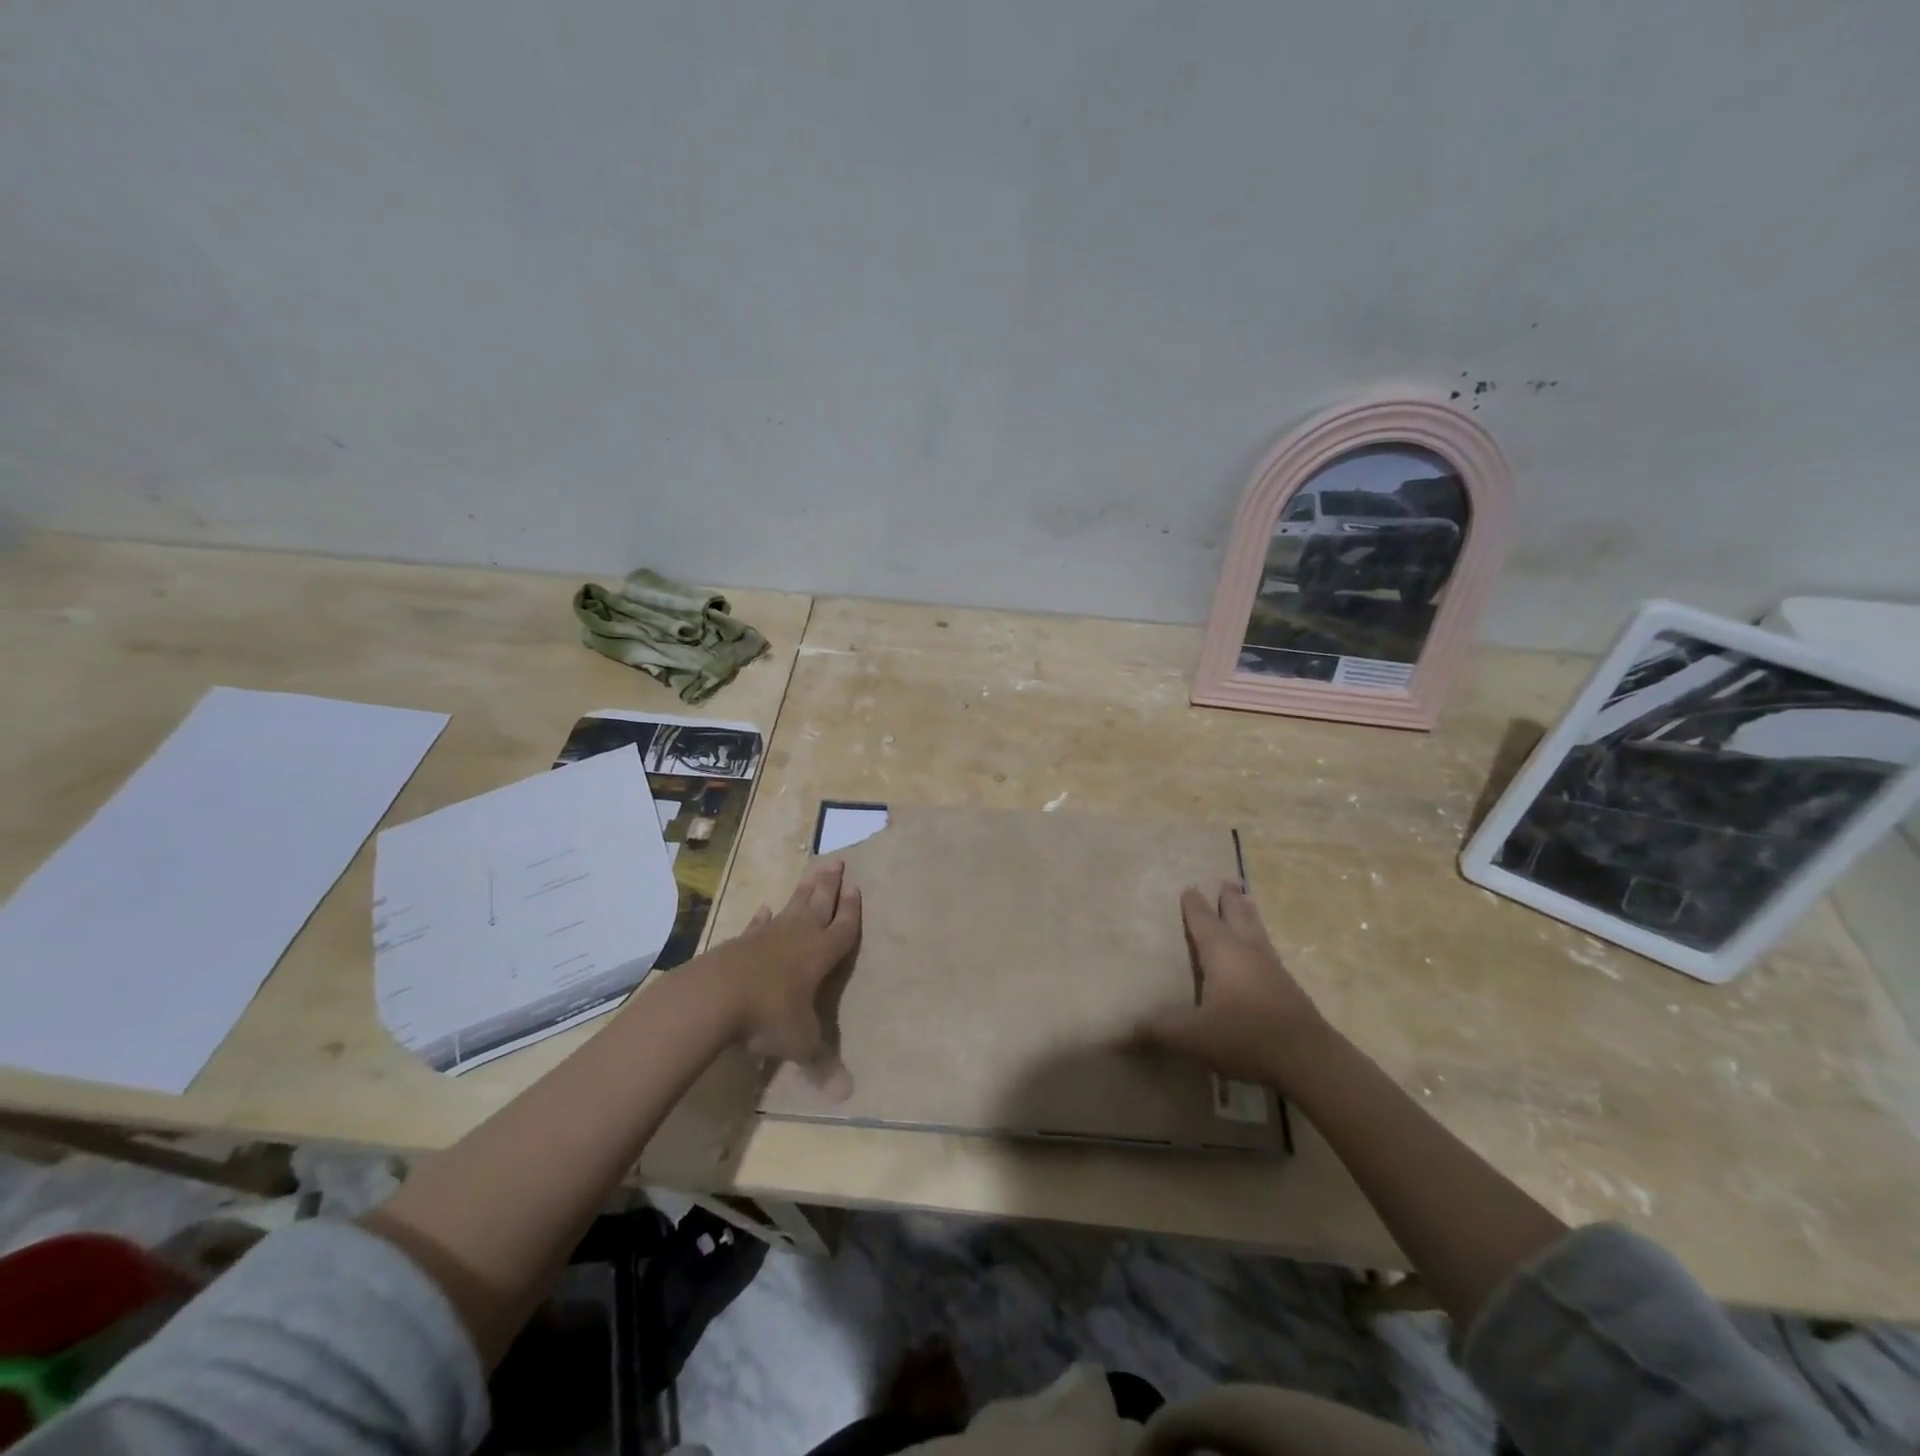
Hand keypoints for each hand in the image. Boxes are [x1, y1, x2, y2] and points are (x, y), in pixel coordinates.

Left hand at [718, 859, 861, 1099]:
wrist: (714, 998)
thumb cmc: (768, 1015)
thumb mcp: (800, 1043)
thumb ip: (822, 1064)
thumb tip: (846, 1096)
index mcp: (820, 955)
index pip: (843, 927)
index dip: (851, 910)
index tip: (856, 887)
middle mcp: (797, 938)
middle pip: (818, 904)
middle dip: (830, 885)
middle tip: (837, 860)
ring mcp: (766, 936)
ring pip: (791, 907)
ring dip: (803, 890)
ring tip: (813, 871)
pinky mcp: (740, 943)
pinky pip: (757, 925)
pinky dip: (762, 917)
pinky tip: (764, 908)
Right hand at [1135, 881, 1328, 1087]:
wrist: (1308, 1059)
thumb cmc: (1244, 1035)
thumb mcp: (1192, 1035)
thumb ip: (1158, 1030)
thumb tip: (1122, 1033)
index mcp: (1221, 952)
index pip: (1203, 921)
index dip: (1194, 905)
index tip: (1189, 888)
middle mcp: (1247, 951)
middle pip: (1237, 916)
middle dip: (1229, 899)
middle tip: (1228, 881)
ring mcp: (1272, 968)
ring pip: (1257, 931)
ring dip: (1249, 914)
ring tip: (1248, 901)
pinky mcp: (1288, 988)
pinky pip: (1268, 952)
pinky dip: (1260, 941)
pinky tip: (1262, 952)